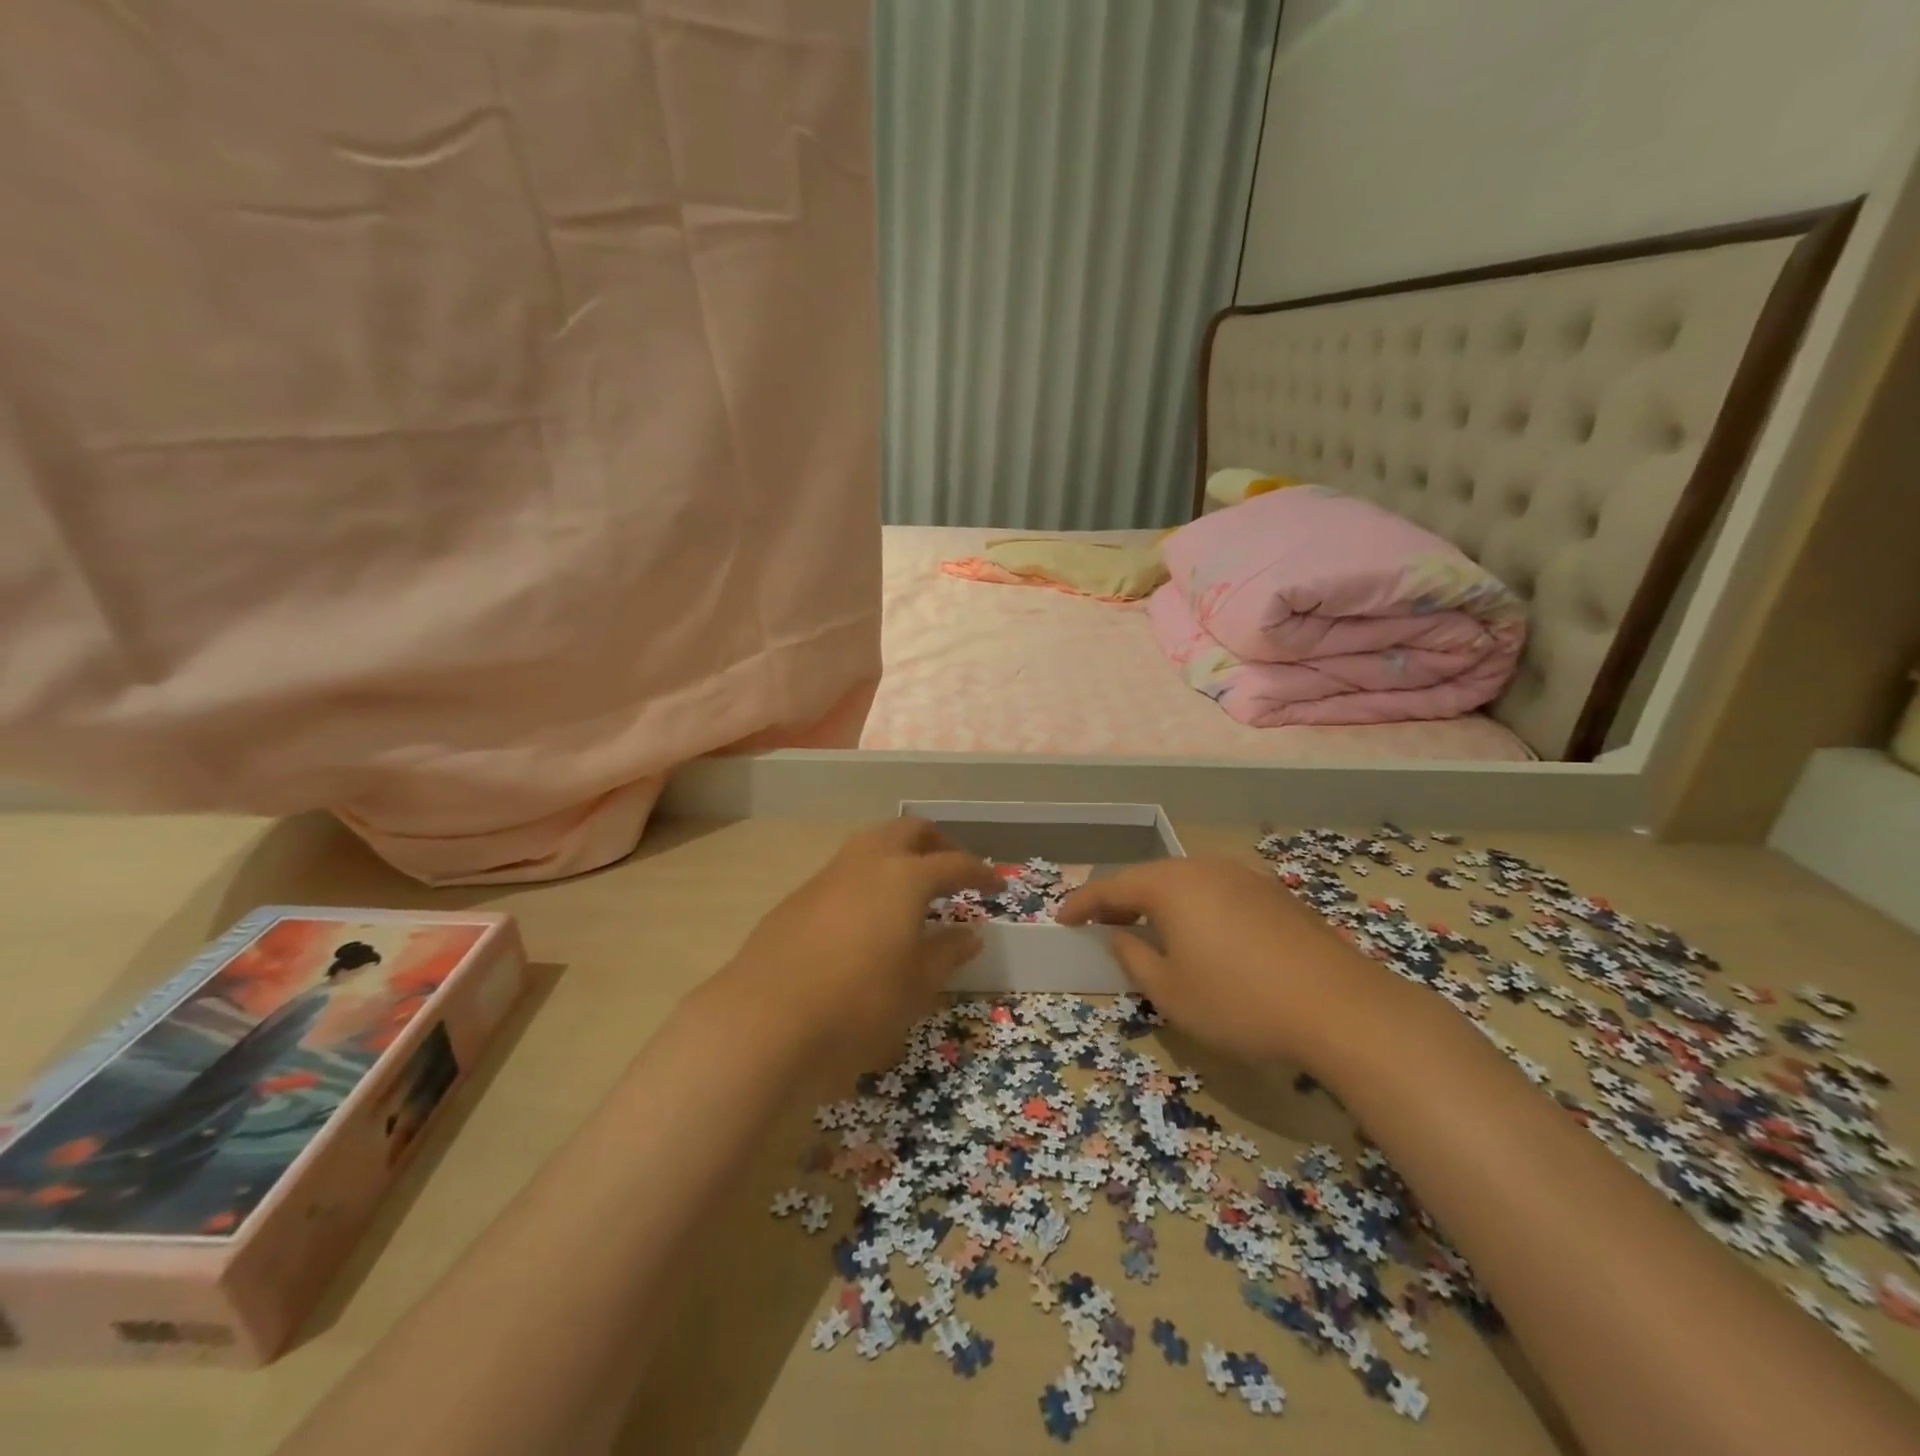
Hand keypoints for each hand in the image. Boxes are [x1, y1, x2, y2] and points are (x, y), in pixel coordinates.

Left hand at [725, 818, 999, 1068]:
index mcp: (904, 877)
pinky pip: (842, 873)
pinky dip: (866, 881)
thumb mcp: (916, 986)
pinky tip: (865, 920)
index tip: (997, 884)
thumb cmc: (859, 1004)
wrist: (765, 1023)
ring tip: (910, 892)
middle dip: (936, 843)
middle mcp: (865, 863)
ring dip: (896, 856)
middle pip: (908, 831)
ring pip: (869, 845)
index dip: (979, 871)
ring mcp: (825, 877)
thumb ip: (946, 954)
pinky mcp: (796, 900)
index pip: (953, 863)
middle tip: (952, 870)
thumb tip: (969, 934)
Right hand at [1056, 856, 1393, 1066]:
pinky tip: (1203, 938)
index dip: (1082, 903)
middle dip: (1121, 901)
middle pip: (1150, 878)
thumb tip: (1121, 936)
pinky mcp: (1274, 895)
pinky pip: (1217, 894)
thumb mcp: (1171, 992)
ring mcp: (1244, 877)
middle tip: (1101, 925)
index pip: (1111, 886)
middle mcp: (1204, 868)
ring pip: (1186, 884)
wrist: (1341, 1008)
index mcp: (1171, 885)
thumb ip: (1135, 958)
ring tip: (1149, 931)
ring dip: (1160, 904)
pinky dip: (1195, 910)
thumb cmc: (1239, 1002)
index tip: (1061, 919)